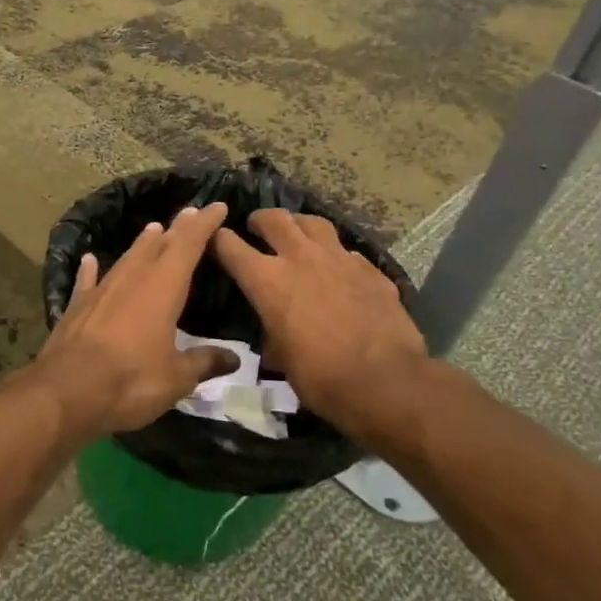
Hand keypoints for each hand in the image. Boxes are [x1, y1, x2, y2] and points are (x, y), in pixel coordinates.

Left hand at [25, 202, 239, 443]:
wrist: (66, 391)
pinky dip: (91, 269)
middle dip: (177, 229)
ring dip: (141, 244)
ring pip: (127, 259)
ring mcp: (101, 291)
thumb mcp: (176, 379)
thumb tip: (233, 357)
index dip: (204, 226)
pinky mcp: (77, 307)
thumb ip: (203, 362)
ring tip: (153, 228)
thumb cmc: (130, 382)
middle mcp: (132, 280)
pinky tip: (90, 259)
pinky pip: (87, 281)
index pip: (188, 247)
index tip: (216, 206)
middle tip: (189, 212)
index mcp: (162, 289)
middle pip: (158, 246)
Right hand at [213, 209, 426, 438]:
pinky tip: (337, 268)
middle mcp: (300, 258)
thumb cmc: (321, 377)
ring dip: (298, 225)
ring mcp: (339, 259)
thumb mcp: (281, 358)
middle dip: (260, 220)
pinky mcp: (370, 269)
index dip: (218, 240)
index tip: (214, 240)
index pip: (230, 245)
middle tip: (256, 226)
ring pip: (313, 223)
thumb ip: (272, 332)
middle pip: (274, 218)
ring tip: (295, 233)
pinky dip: (335, 255)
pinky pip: (346, 251)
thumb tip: (276, 333)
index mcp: (268, 280)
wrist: (386, 382)